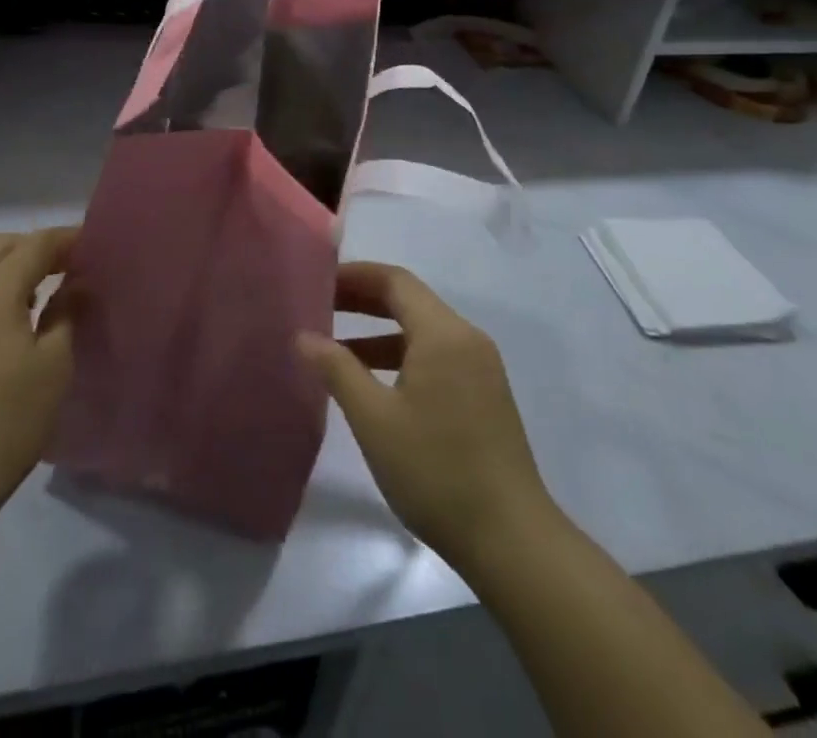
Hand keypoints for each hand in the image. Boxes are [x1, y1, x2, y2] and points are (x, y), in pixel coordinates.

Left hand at [0, 228, 76, 515]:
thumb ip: (66, 313)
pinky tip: (4, 315)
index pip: (35, 245)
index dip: (66, 239)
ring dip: (6, 262)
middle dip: (33, 245)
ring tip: (37, 286)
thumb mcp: (53, 365)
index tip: (94, 243)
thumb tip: (77, 283)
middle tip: (66, 263)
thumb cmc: (7, 420)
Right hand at [298, 262, 555, 572]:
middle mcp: (466, 339)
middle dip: (364, 300)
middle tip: (321, 307)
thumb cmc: (437, 471)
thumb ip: (337, 370)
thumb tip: (304, 336)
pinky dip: (402, 357)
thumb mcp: (375, 420)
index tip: (318, 282)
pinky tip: (375, 385)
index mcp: (444, 333)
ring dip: (380, 332)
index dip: (355, 276)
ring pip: (423, 331)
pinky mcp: (484, 396)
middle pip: (410, 301)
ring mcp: (480, 368)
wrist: (512, 541)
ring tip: (336, 349)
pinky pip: (436, 357)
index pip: (395, 281)